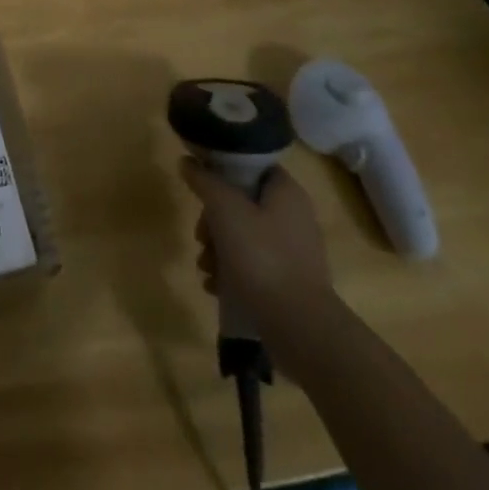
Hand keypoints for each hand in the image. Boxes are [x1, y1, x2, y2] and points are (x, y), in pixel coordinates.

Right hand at [181, 160, 335, 340]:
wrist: (300, 328)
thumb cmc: (261, 257)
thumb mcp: (224, 208)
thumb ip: (204, 180)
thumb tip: (188, 161)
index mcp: (286, 192)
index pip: (251, 166)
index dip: (223, 170)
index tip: (201, 185)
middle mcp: (294, 217)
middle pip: (242, 203)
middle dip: (213, 220)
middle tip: (201, 236)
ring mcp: (294, 252)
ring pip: (244, 236)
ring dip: (218, 249)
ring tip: (205, 268)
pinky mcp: (290, 282)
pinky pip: (253, 265)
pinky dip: (231, 271)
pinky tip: (215, 286)